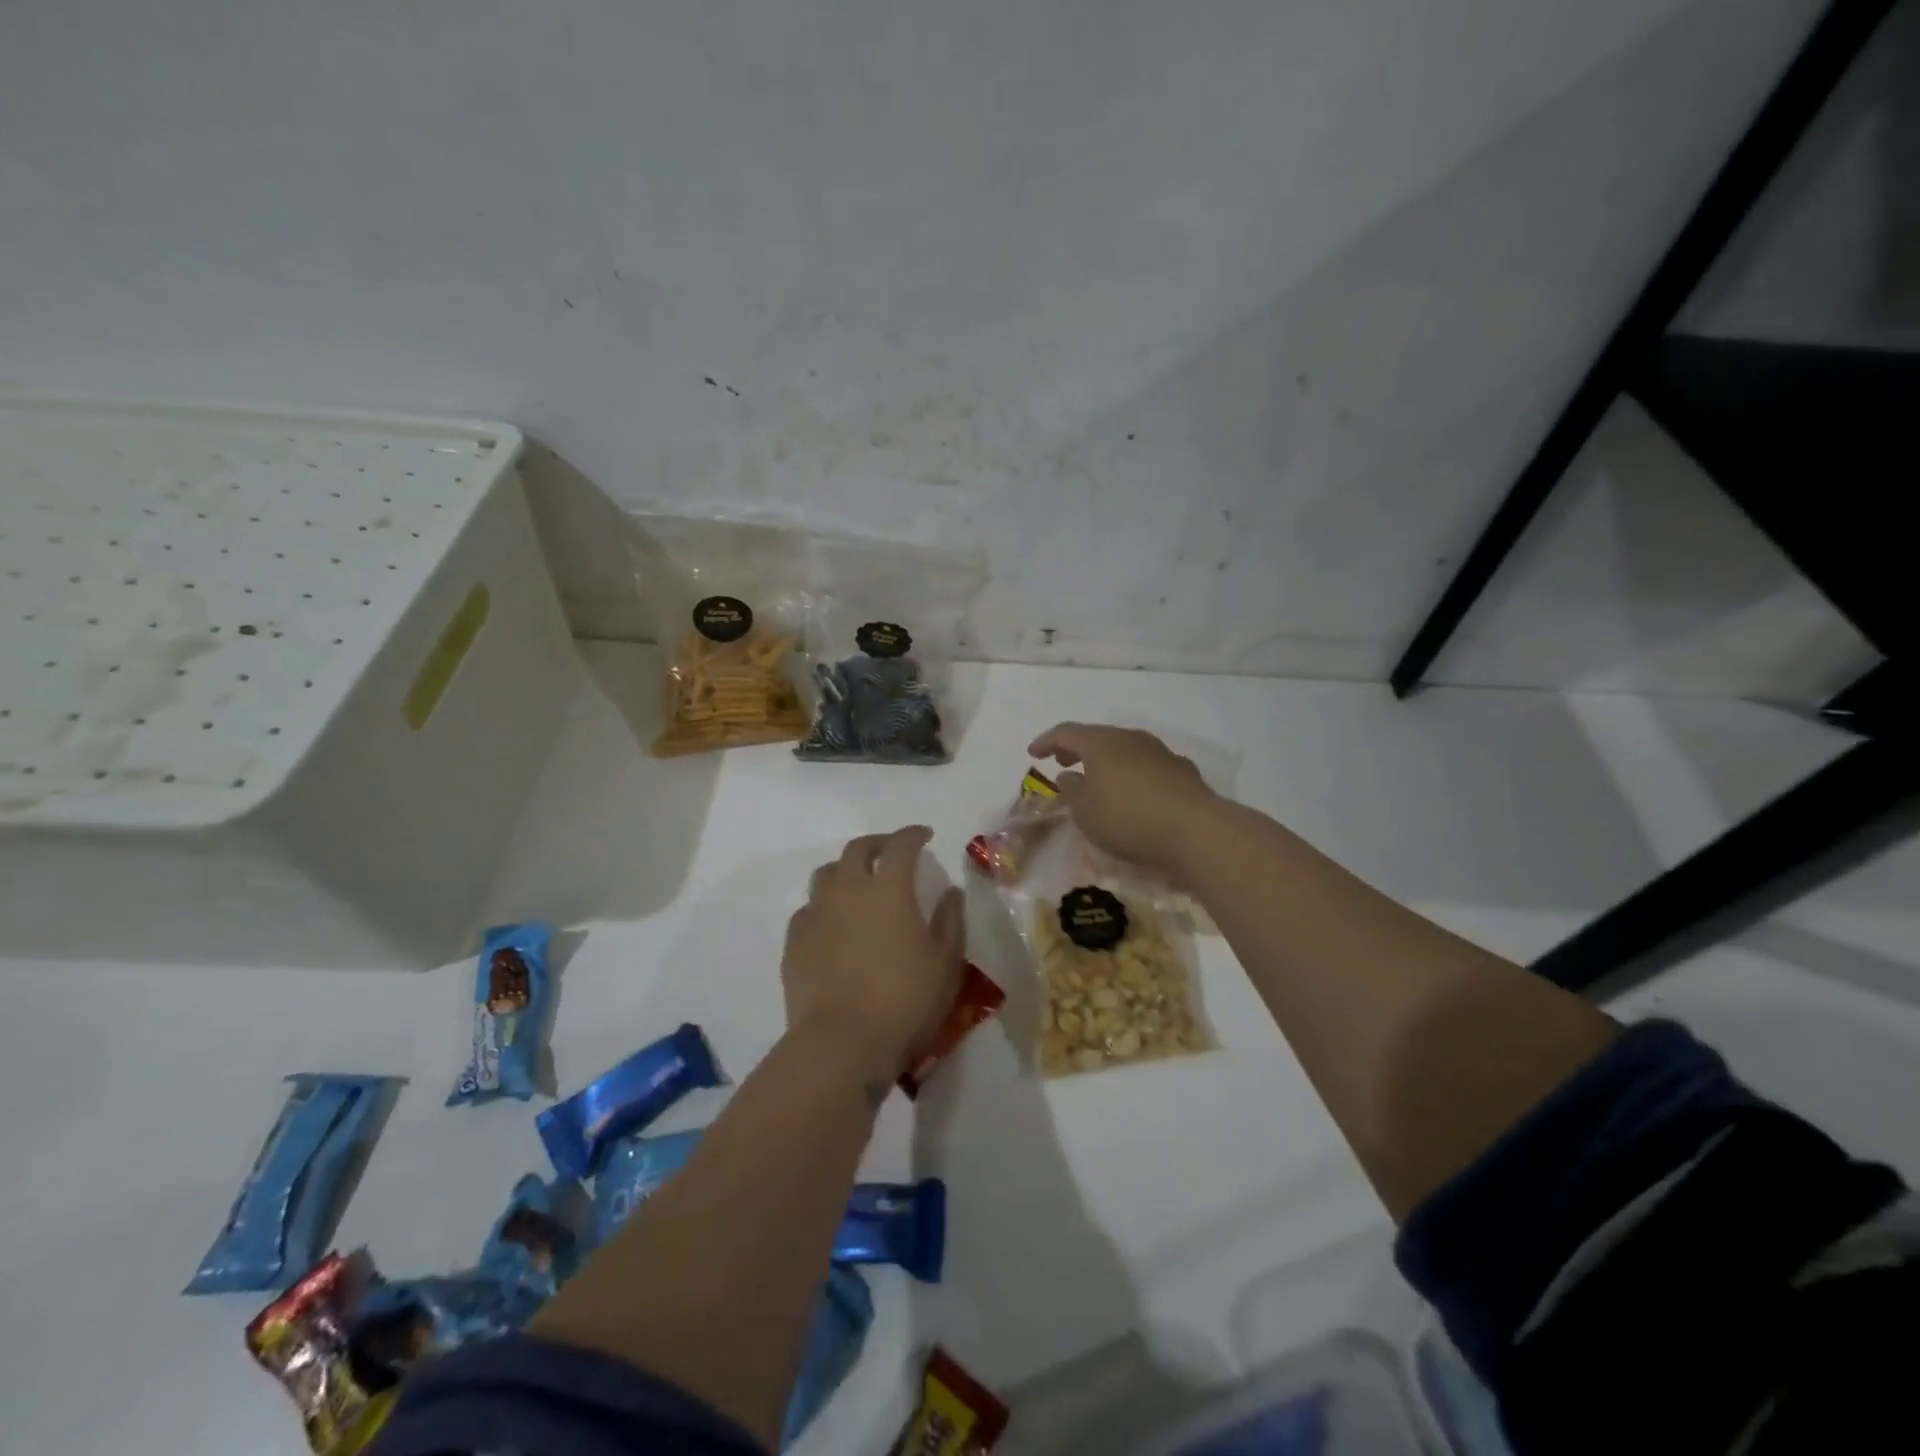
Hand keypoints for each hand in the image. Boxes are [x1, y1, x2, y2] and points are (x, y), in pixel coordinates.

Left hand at [783, 826, 964, 1079]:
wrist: (841, 1041)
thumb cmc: (904, 1000)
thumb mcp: (945, 963)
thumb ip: (950, 921)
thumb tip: (950, 892)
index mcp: (889, 889)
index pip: (900, 845)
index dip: (913, 835)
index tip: (924, 836)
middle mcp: (848, 890)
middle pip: (858, 849)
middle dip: (877, 844)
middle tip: (891, 852)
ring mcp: (816, 914)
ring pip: (827, 873)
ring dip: (846, 870)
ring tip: (858, 884)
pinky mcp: (795, 941)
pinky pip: (809, 909)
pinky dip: (824, 906)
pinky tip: (832, 923)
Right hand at [1027, 723, 1220, 884]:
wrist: (1195, 830)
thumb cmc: (1127, 818)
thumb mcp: (1086, 811)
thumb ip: (1072, 790)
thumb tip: (1069, 775)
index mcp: (1101, 742)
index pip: (1066, 732)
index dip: (1047, 741)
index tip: (1033, 753)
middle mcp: (1130, 739)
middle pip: (1097, 737)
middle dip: (1077, 748)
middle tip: (1062, 761)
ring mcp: (1160, 753)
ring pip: (1124, 750)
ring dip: (1106, 761)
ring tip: (1096, 779)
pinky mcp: (1181, 772)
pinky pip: (1146, 766)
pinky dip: (1131, 774)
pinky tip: (1132, 792)